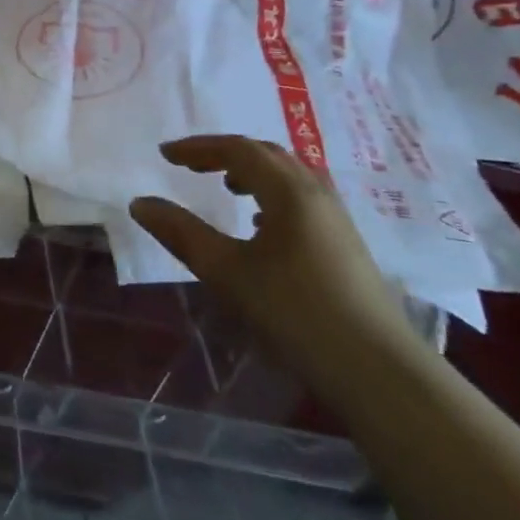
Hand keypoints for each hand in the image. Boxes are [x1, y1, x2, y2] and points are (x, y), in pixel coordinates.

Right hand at [130, 136, 417, 390]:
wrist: (379, 371)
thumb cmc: (295, 312)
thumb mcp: (226, 271)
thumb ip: (181, 233)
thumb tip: (140, 203)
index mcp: (289, 192)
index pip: (239, 149)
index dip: (198, 148)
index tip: (165, 155)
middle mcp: (317, 195)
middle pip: (268, 155)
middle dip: (225, 153)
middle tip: (191, 165)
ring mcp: (337, 221)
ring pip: (290, 178)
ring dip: (252, 173)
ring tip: (226, 189)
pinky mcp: (346, 247)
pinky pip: (302, 201)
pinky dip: (272, 197)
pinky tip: (260, 227)